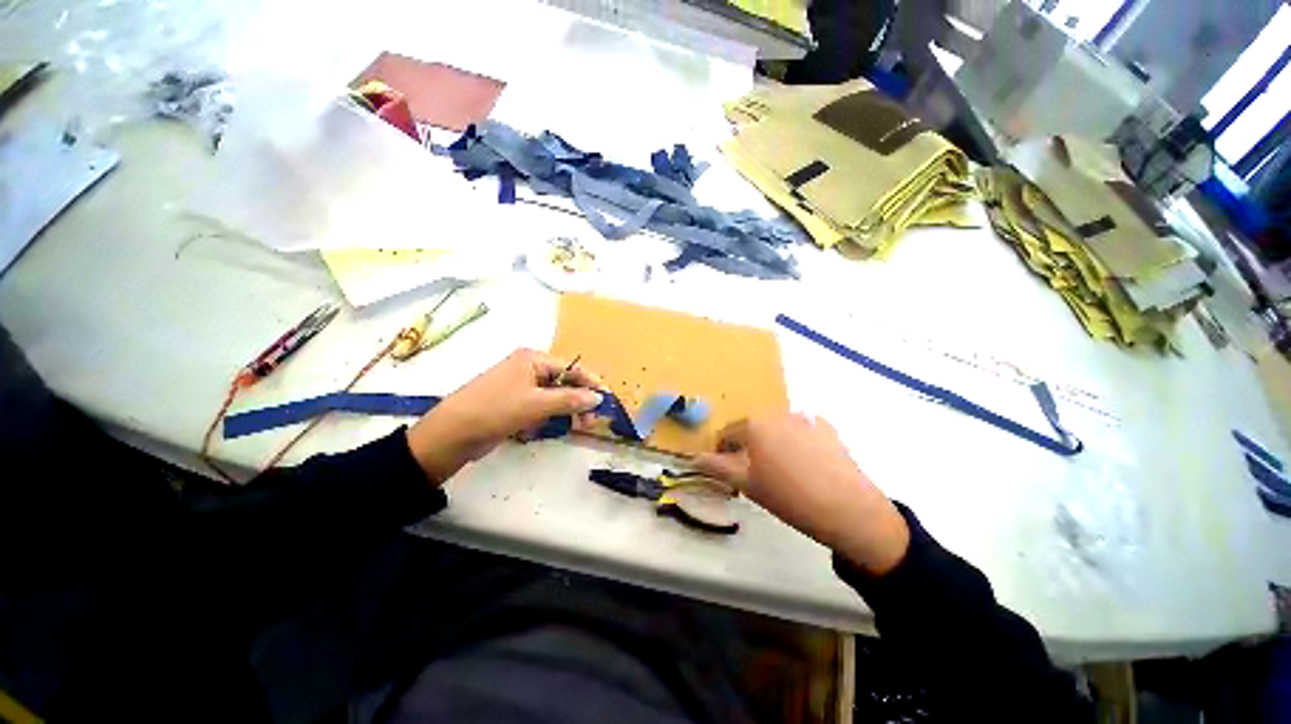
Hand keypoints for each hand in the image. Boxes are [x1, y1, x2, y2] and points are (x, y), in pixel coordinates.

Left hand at [406, 349, 603, 483]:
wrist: (451, 434)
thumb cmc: (496, 410)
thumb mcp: (537, 404)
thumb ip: (571, 400)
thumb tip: (598, 398)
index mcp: (533, 359)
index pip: (572, 368)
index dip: (591, 383)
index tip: (607, 400)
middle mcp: (529, 369)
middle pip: (564, 383)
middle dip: (578, 401)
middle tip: (590, 422)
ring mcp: (520, 387)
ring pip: (554, 397)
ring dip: (565, 412)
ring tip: (575, 428)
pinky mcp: (514, 404)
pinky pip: (540, 408)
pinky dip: (547, 418)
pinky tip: (544, 429)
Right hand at [695, 414, 909, 575]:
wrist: (847, 508)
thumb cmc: (788, 496)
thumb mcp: (747, 484)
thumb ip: (717, 467)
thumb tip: (695, 457)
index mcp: (754, 423)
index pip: (727, 433)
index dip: (723, 452)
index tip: (728, 470)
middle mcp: (777, 412)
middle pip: (752, 427)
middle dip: (748, 446)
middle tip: (755, 473)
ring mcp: (804, 417)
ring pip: (776, 428)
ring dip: (772, 442)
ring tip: (783, 470)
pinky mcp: (826, 426)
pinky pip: (800, 430)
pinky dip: (796, 441)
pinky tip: (806, 463)